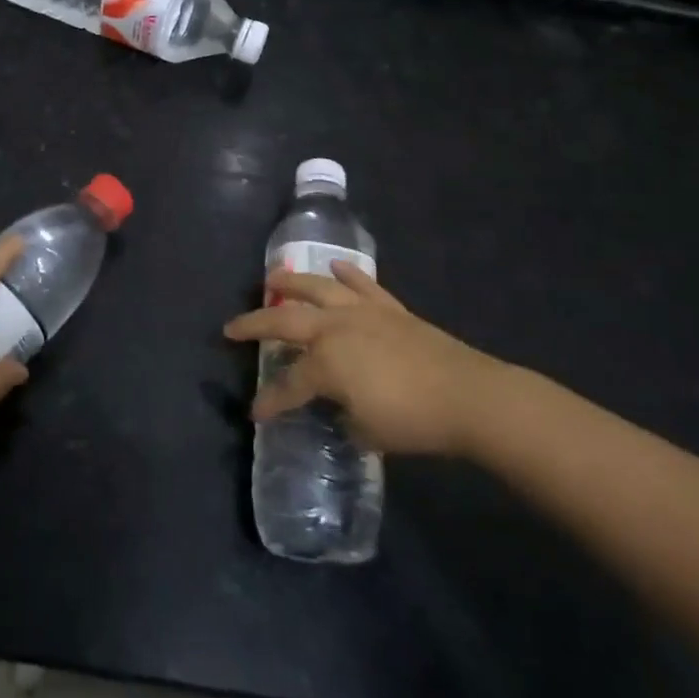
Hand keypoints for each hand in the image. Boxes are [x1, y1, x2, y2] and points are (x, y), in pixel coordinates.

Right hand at [225, 262, 505, 455]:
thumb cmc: (413, 419)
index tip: (254, 414)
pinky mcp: (390, 309)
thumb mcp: (367, 431)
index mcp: (326, 364)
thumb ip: (342, 417)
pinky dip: (347, 274)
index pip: (288, 385)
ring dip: (292, 282)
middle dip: (254, 325)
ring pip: (318, 289)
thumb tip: (338, 408)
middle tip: (231, 327)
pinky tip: (336, 266)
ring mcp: (363, 313)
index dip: (269, 401)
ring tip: (272, 278)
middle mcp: (336, 329)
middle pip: (285, 321)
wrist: (467, 396)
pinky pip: (362, 285)